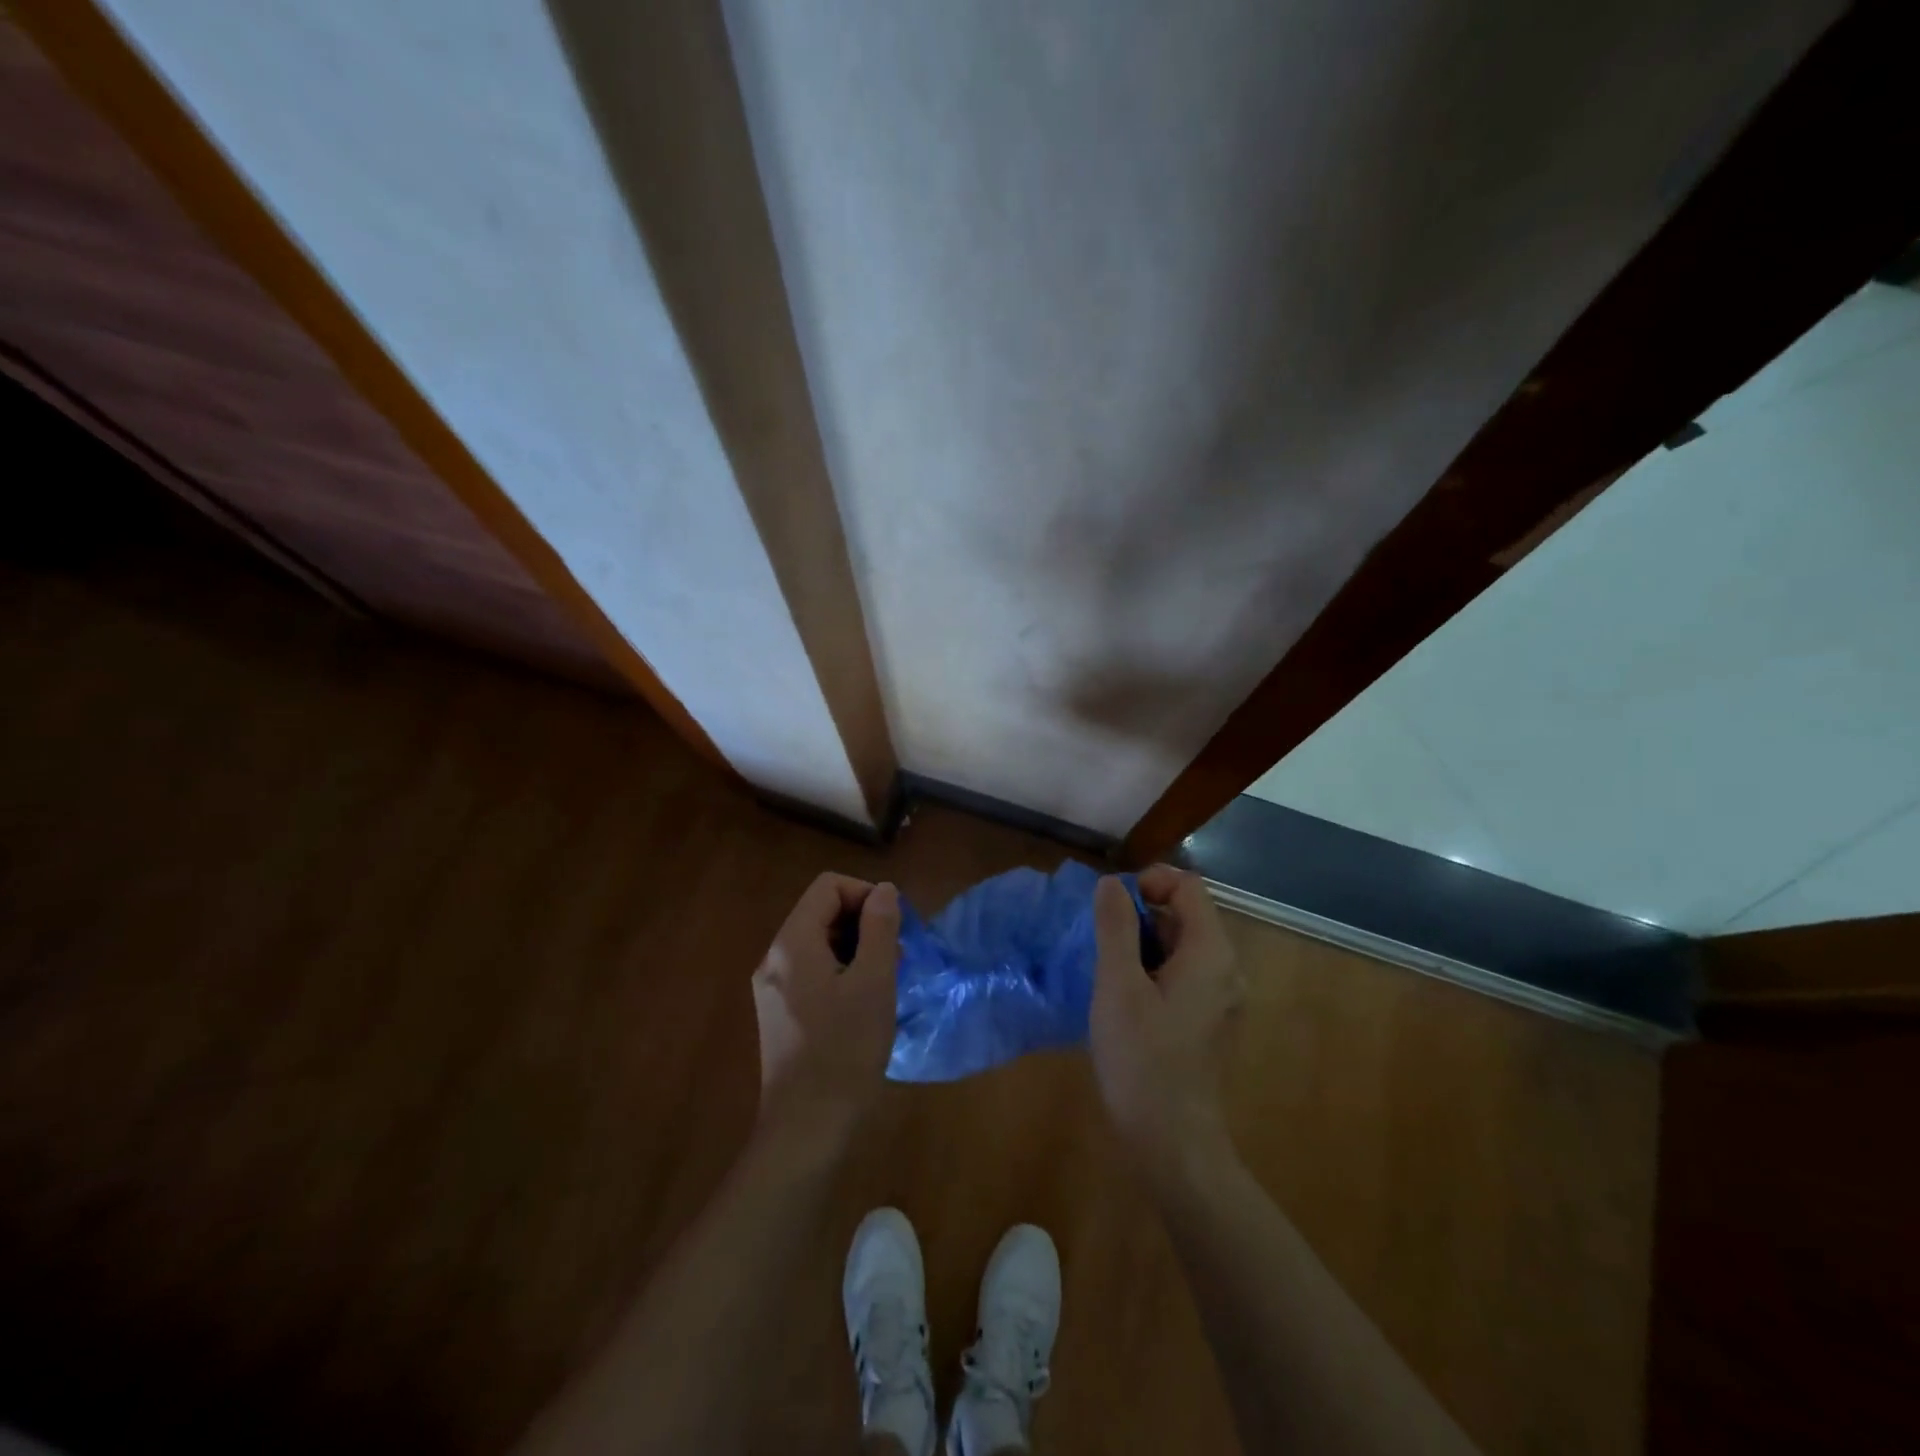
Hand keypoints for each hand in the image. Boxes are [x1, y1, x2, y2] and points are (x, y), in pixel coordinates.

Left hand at [750, 873, 900, 1148]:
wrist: (806, 1129)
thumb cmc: (845, 1050)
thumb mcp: (874, 982)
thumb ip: (879, 927)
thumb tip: (884, 890)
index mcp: (792, 943)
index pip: (828, 886)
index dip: (866, 894)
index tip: (895, 926)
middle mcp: (774, 957)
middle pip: (821, 911)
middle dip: (863, 922)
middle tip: (897, 954)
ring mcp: (772, 987)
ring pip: (818, 942)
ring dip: (856, 948)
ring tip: (886, 979)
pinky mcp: (778, 1012)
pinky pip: (812, 971)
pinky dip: (841, 971)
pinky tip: (864, 1002)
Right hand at [1090, 865, 1243, 1169]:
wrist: (1172, 1142)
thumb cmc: (1142, 1058)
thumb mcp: (1118, 985)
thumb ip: (1116, 927)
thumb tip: (1112, 883)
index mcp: (1211, 952)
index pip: (1188, 887)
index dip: (1150, 882)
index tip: (1112, 905)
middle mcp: (1226, 968)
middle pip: (1186, 915)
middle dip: (1141, 915)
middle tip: (1101, 942)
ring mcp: (1221, 997)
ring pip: (1181, 946)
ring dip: (1143, 944)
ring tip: (1107, 971)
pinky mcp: (1209, 1021)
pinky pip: (1182, 974)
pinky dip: (1153, 970)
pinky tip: (1124, 999)